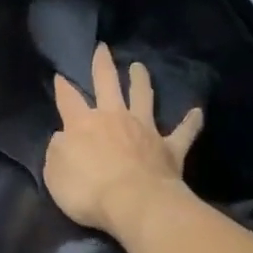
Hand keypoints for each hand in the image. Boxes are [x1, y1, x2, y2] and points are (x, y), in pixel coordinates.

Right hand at [45, 43, 202, 236]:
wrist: (135, 204)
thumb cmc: (89, 191)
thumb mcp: (55, 174)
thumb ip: (57, 151)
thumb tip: (61, 137)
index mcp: (83, 124)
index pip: (68, 99)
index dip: (62, 87)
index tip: (60, 75)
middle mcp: (114, 118)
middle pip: (107, 84)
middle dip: (103, 65)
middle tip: (103, 48)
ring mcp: (144, 130)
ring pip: (143, 97)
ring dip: (141, 80)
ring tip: (140, 66)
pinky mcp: (169, 147)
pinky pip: (183, 132)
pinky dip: (190, 122)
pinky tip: (197, 112)